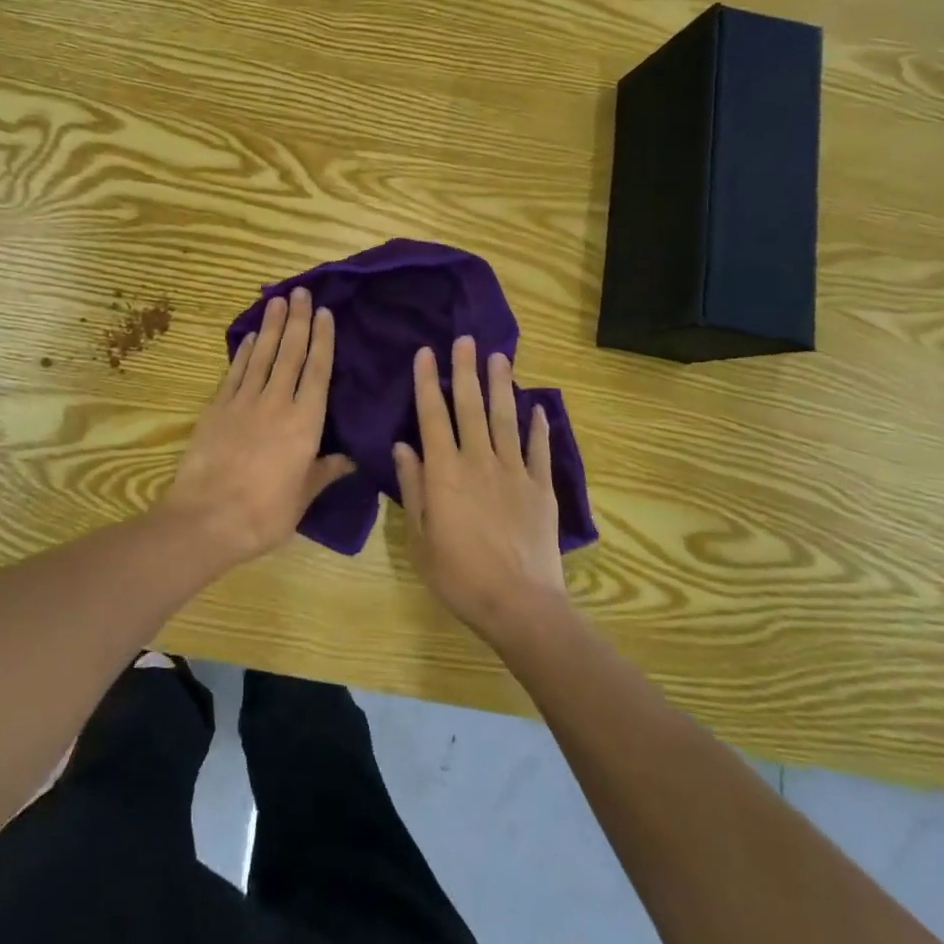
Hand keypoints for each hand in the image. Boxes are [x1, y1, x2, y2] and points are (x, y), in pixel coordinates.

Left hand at [159, 288, 354, 565]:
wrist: (207, 518)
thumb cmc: (264, 514)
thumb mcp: (303, 498)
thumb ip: (325, 472)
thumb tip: (350, 459)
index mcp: (305, 423)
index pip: (317, 371)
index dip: (322, 340)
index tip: (324, 313)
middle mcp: (276, 403)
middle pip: (290, 353)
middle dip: (297, 320)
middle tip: (301, 291)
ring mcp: (243, 402)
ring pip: (261, 355)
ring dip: (270, 326)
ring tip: (277, 300)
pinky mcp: (217, 408)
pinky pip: (234, 373)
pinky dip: (242, 353)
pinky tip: (248, 339)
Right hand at [393, 337, 567, 642]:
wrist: (518, 604)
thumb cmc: (458, 575)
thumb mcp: (419, 537)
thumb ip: (412, 487)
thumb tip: (403, 446)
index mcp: (444, 472)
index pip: (432, 415)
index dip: (426, 382)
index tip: (426, 352)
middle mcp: (478, 460)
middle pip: (470, 406)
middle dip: (465, 370)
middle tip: (465, 340)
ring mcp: (514, 472)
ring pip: (505, 419)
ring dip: (501, 386)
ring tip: (500, 357)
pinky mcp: (541, 488)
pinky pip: (539, 450)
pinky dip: (539, 427)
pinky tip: (538, 407)